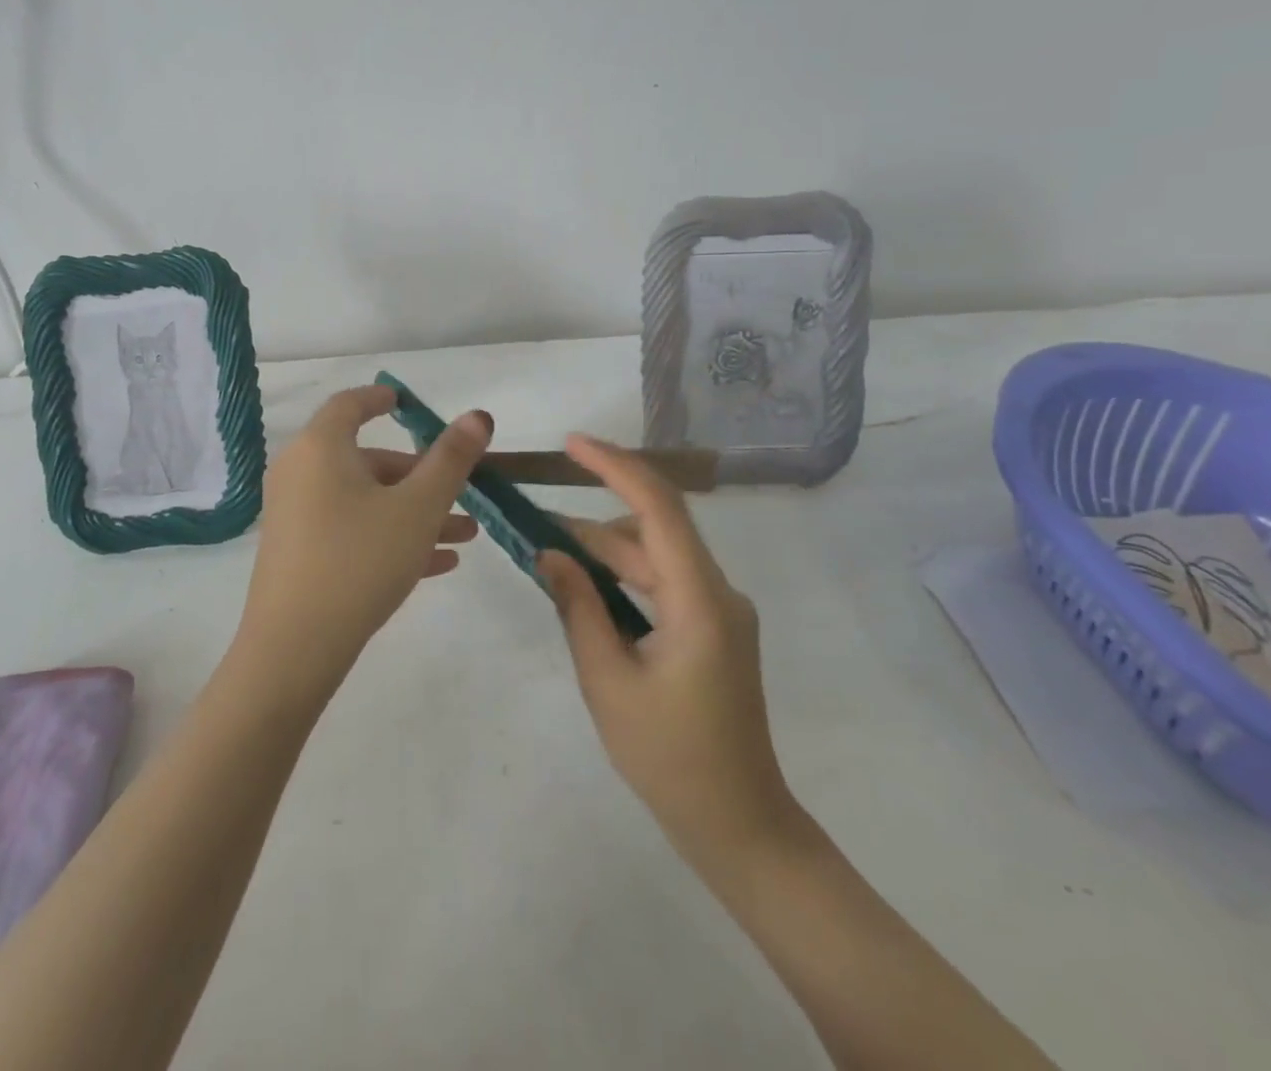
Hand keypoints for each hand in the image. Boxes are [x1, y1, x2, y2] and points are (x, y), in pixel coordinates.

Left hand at [238, 384, 490, 693]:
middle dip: (420, 475)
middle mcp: (300, 473)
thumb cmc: (361, 559)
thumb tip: (477, 416)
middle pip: (366, 460)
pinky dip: (388, 536)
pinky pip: (350, 531)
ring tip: (466, 536)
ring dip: (414, 512)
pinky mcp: (297, 553)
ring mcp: (295, 515)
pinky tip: (436, 565)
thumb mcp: (418, 508)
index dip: (380, 398)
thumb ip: (451, 460)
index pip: (350, 404)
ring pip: (365, 501)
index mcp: (321, 447)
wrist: (295, 648)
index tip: (404, 402)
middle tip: (462, 493)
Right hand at [540, 434, 798, 867]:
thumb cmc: (669, 759)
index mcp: (700, 602)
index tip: (571, 444)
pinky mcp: (712, 628)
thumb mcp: (607, 681)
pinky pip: (662, 582)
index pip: (659, 508)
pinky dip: (622, 577)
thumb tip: (550, 553)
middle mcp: (717, 592)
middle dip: (591, 518)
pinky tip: (584, 586)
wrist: (738, 826)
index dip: (615, 466)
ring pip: (655, 556)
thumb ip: (578, 608)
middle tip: (532, 515)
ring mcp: (718, 610)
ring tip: (547, 553)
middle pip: (653, 530)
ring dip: (603, 550)